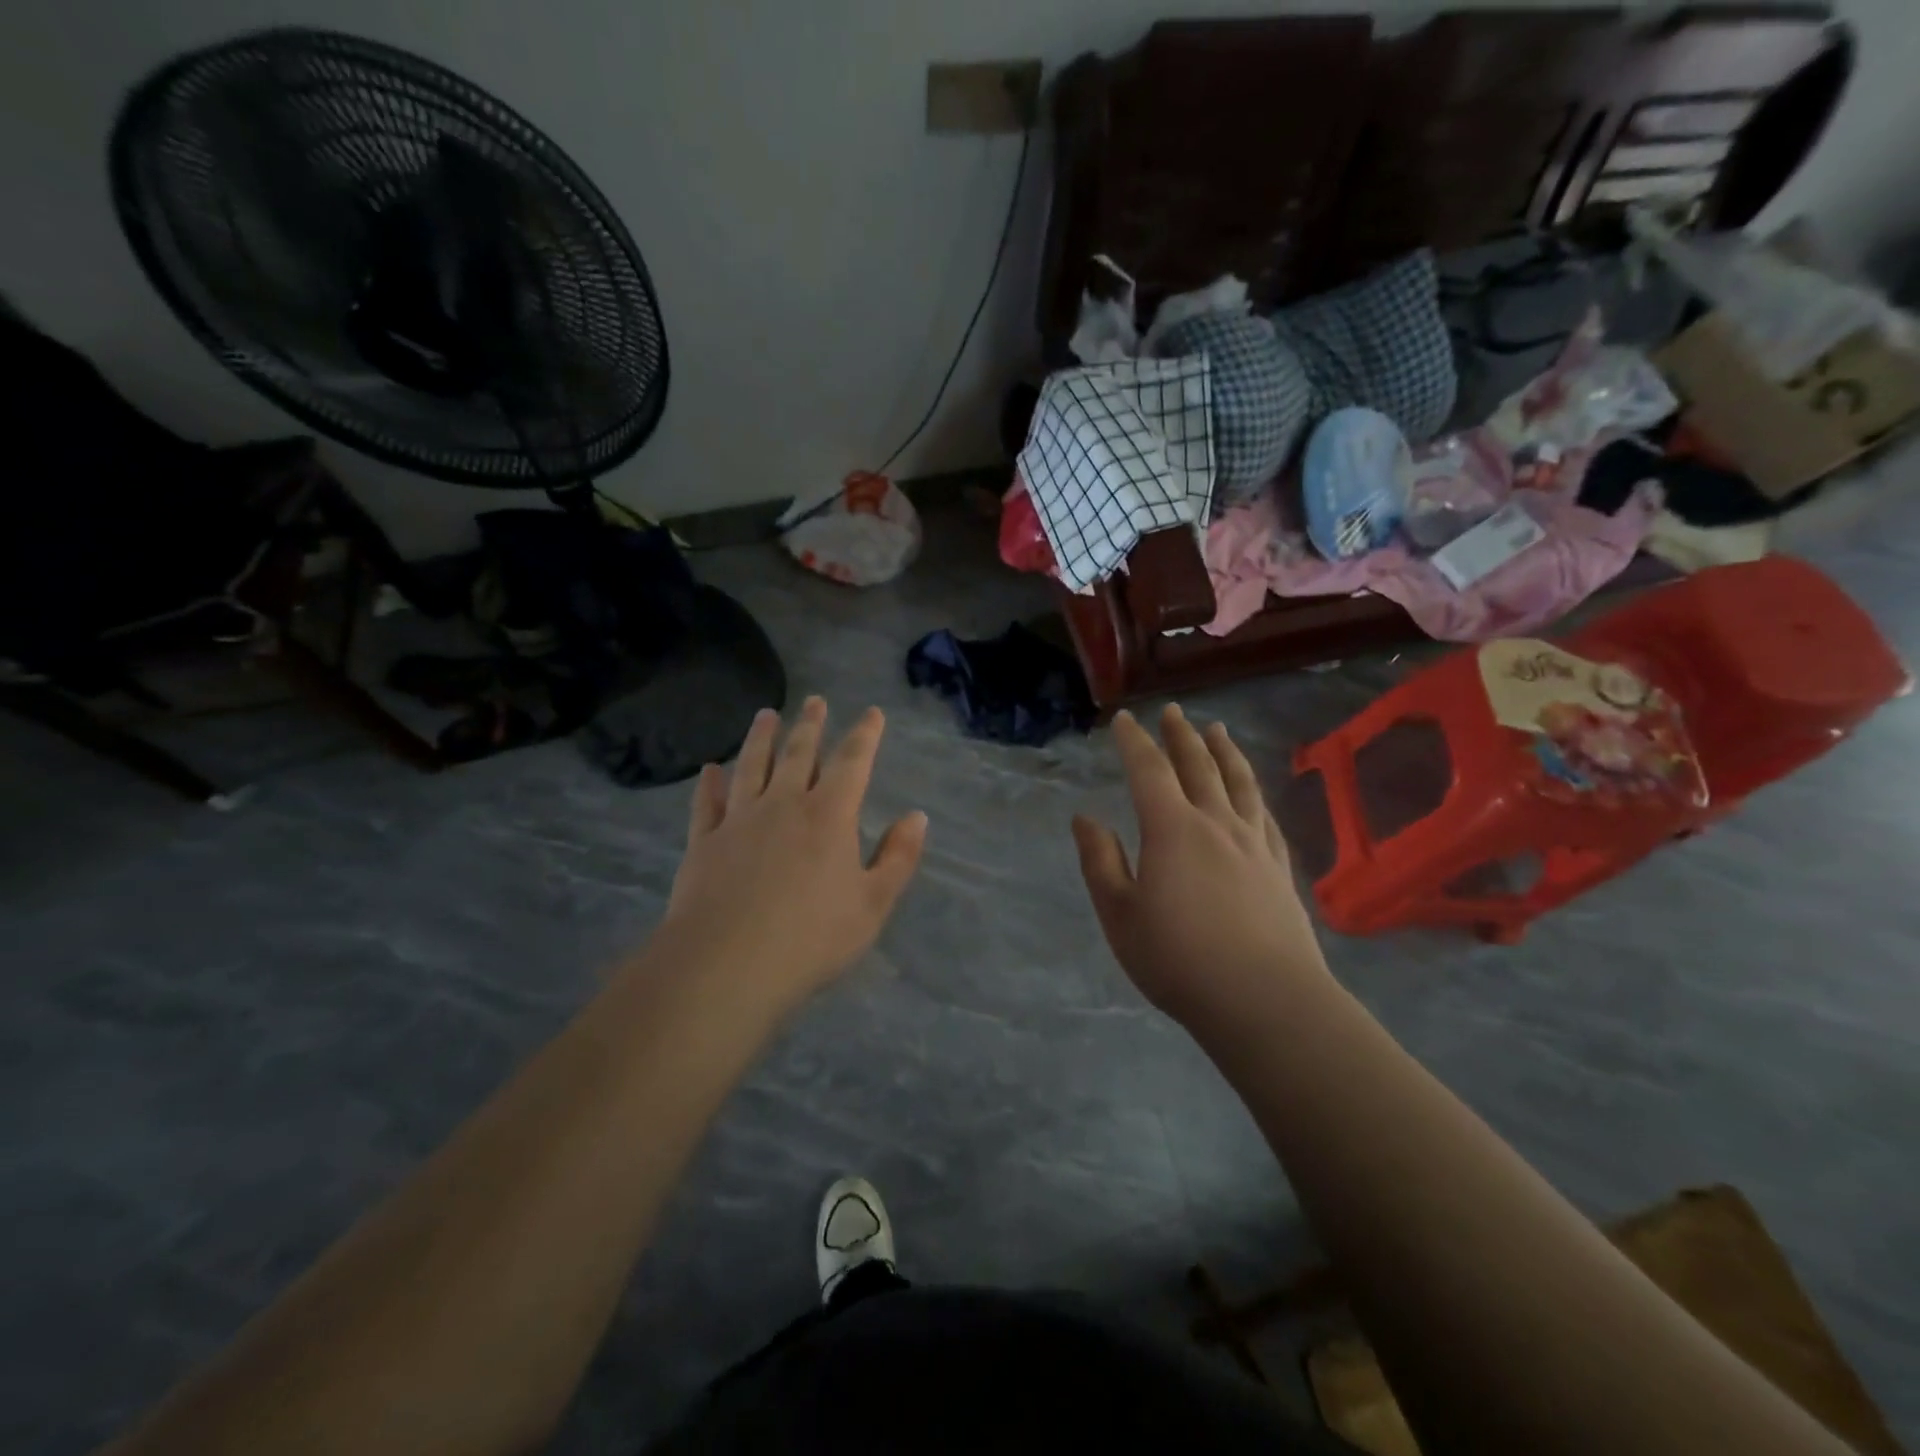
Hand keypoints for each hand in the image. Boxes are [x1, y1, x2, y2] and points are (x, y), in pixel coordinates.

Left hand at [659, 697, 926, 1013]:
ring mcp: (740, 820)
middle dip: (810, 725)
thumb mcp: (873, 904)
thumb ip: (898, 857)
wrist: (726, 965)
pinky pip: (708, 803)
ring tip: (766, 716)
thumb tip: (917, 817)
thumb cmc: (811, 937)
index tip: (871, 713)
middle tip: (814, 700)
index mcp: (829, 815)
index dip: (865, 735)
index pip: (853, 762)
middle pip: (799, 753)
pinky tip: (710, 770)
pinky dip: (710, 784)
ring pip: (752, 766)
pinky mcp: (705, 842)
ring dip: (761, 738)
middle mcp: (784, 804)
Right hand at [1073, 705, 1330, 1039]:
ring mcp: (1254, 844)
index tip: (1124, 720)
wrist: (1266, 1000)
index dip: (1134, 742)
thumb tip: (1085, 818)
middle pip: (1198, 766)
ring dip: (1224, 752)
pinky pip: (1265, 815)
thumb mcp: (1120, 915)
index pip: (1149, 771)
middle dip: (1180, 736)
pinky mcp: (1279, 867)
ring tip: (1217, 730)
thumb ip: (1101, 862)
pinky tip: (1252, 793)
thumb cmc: (1180, 960)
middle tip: (1172, 712)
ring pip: (1239, 783)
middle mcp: (1216, 823)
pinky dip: (1254, 792)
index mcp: (1172, 829)